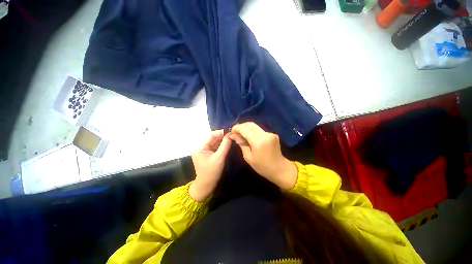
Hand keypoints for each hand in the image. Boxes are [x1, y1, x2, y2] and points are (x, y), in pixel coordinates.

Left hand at [189, 130, 231, 201]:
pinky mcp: (207, 153)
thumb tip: (230, 134)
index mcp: (199, 147)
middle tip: (233, 134)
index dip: (221, 132)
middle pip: (213, 138)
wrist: (206, 186)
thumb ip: (225, 145)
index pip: (211, 135)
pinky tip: (228, 143)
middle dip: (222, 136)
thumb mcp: (219, 158)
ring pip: (215, 142)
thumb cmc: (211, 172)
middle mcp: (200, 146)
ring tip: (232, 137)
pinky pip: (215, 146)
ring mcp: (204, 150)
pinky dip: (221, 145)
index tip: (230, 131)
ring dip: (222, 140)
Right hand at [230, 122, 297, 189]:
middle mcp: (265, 134)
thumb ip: (241, 144)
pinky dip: (253, 132)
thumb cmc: (262, 166)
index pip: (244, 129)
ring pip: (255, 126)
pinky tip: (250, 137)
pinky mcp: (273, 134)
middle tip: (236, 132)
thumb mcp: (249, 157)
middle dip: (242, 126)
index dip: (236, 128)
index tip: (231, 131)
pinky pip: (260, 130)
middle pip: (250, 124)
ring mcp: (270, 133)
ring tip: (241, 134)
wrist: (280, 169)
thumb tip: (233, 135)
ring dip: (247, 128)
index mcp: (258, 141)